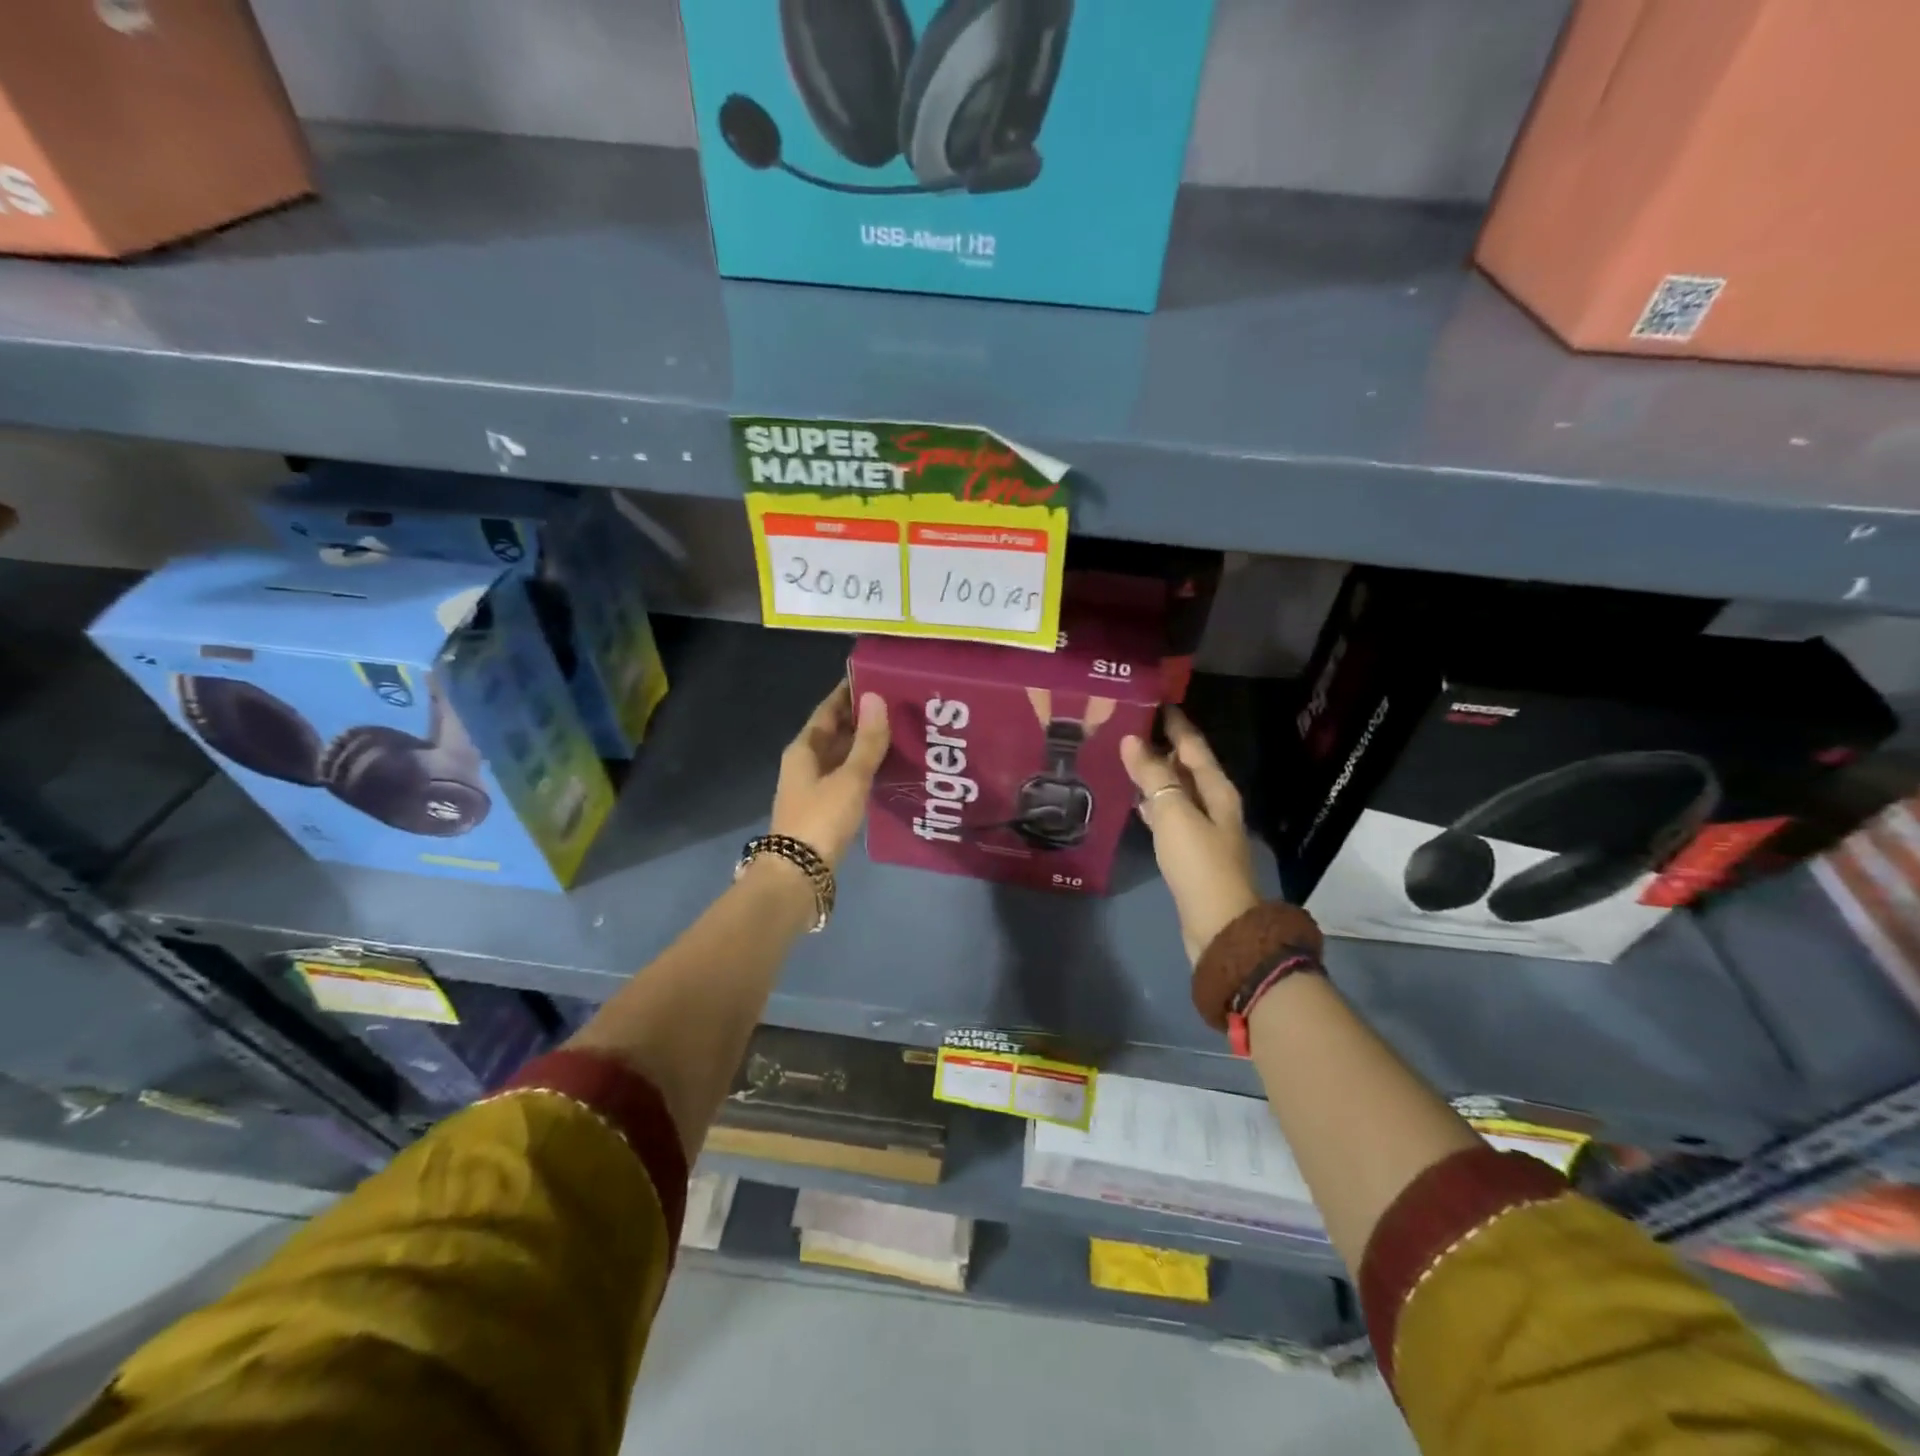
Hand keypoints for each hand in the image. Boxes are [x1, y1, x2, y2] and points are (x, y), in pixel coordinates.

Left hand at [771, 682, 890, 866]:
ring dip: (864, 742)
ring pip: (842, 754)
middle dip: (861, 716)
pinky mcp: (825, 806)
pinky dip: (864, 766)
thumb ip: (867, 741)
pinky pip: (846, 775)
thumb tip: (877, 696)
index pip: (828, 709)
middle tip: (896, 702)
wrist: (798, 873)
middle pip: (835, 731)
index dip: (848, 692)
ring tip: (898, 729)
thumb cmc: (821, 818)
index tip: (874, 676)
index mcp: (804, 748)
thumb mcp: (850, 777)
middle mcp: (806, 762)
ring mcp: (814, 785)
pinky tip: (887, 766)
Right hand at [1121, 706, 1268, 963]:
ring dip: (1156, 774)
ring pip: (1177, 790)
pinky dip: (1153, 802)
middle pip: (1187, 766)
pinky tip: (1134, 801)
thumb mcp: (1174, 813)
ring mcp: (1202, 829)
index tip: (1154, 700)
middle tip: (1129, 725)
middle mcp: (1213, 804)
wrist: (1218, 925)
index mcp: (1216, 789)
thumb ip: (1153, 775)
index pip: (1193, 745)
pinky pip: (1169, 814)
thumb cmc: (1198, 863)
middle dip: (1162, 745)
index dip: (1175, 723)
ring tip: (1125, 757)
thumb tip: (1132, 739)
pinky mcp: (1189, 851)